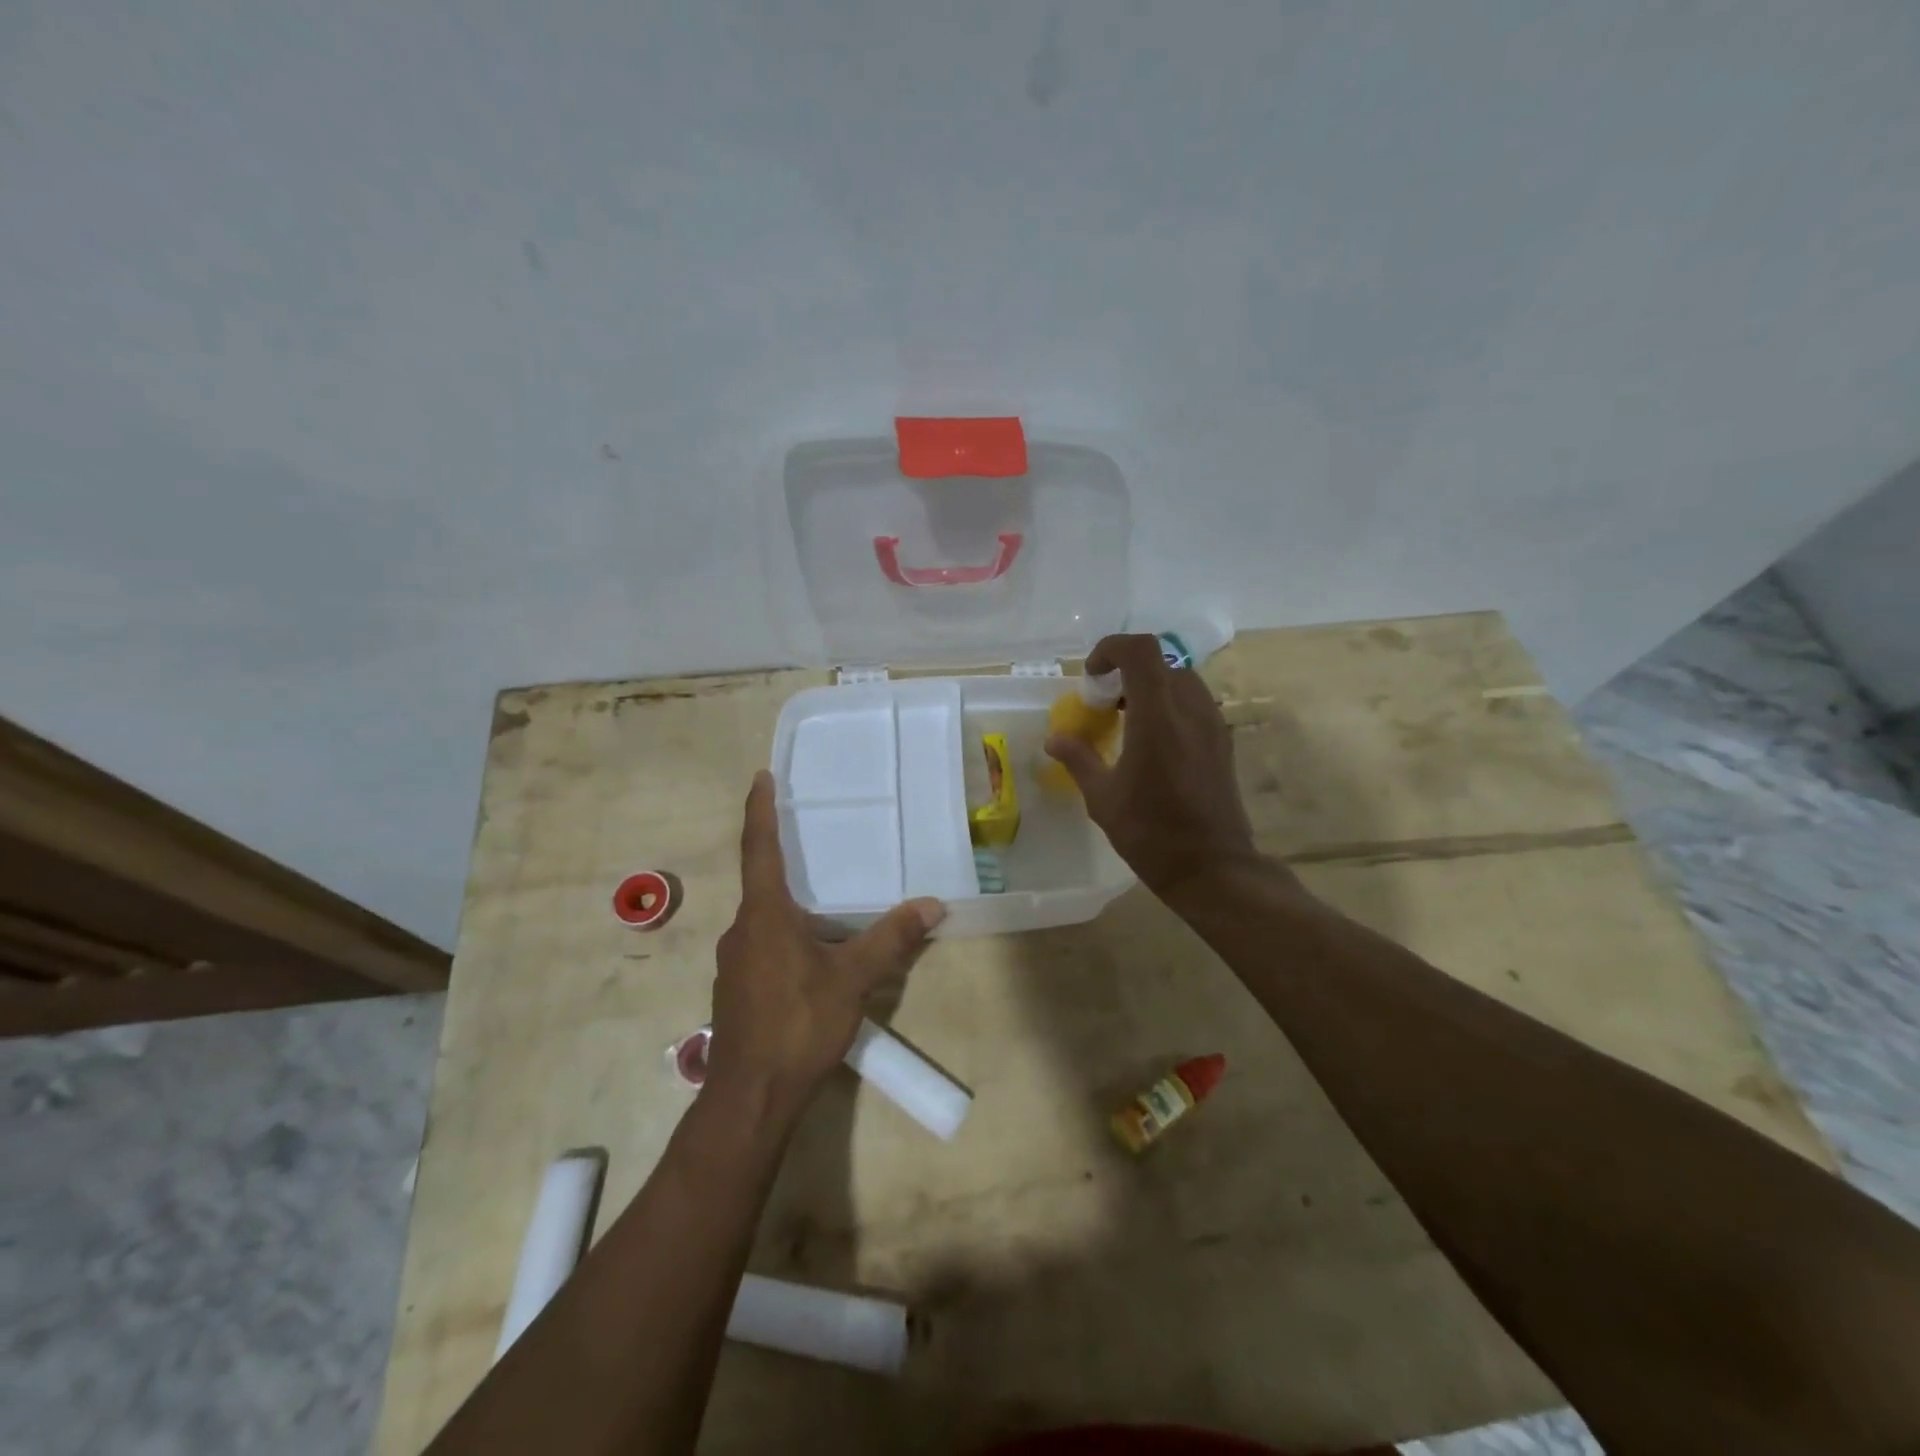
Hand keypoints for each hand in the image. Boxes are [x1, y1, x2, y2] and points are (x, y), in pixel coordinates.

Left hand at [707, 772, 945, 1115]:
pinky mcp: (737, 990)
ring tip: (824, 904)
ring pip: (764, 920)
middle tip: (811, 840)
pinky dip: (786, 936)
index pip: (759, 849)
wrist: (751, 1097)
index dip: (759, 810)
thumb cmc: (798, 1024)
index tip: (760, 776)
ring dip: (789, 906)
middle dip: (784, 860)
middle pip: (762, 883)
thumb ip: (892, 938)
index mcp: (765, 915)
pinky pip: (763, 946)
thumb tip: (934, 905)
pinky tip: (813, 957)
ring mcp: (734, 963)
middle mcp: (742, 930)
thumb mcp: (853, 979)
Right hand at [1044, 633, 1260, 896]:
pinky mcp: (1222, 741)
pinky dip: (1169, 705)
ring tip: (1126, 720)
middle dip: (1127, 671)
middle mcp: (1190, 709)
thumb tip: (1054, 738)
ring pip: (1181, 679)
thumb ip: (1079, 758)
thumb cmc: (1151, 833)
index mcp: (1157, 717)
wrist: (1212, 868)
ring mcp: (1212, 724)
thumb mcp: (1102, 798)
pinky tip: (1151, 742)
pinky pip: (1194, 703)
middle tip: (1104, 702)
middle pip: (1160, 662)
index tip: (1091, 677)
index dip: (1111, 649)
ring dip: (1150, 687)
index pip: (1141, 650)